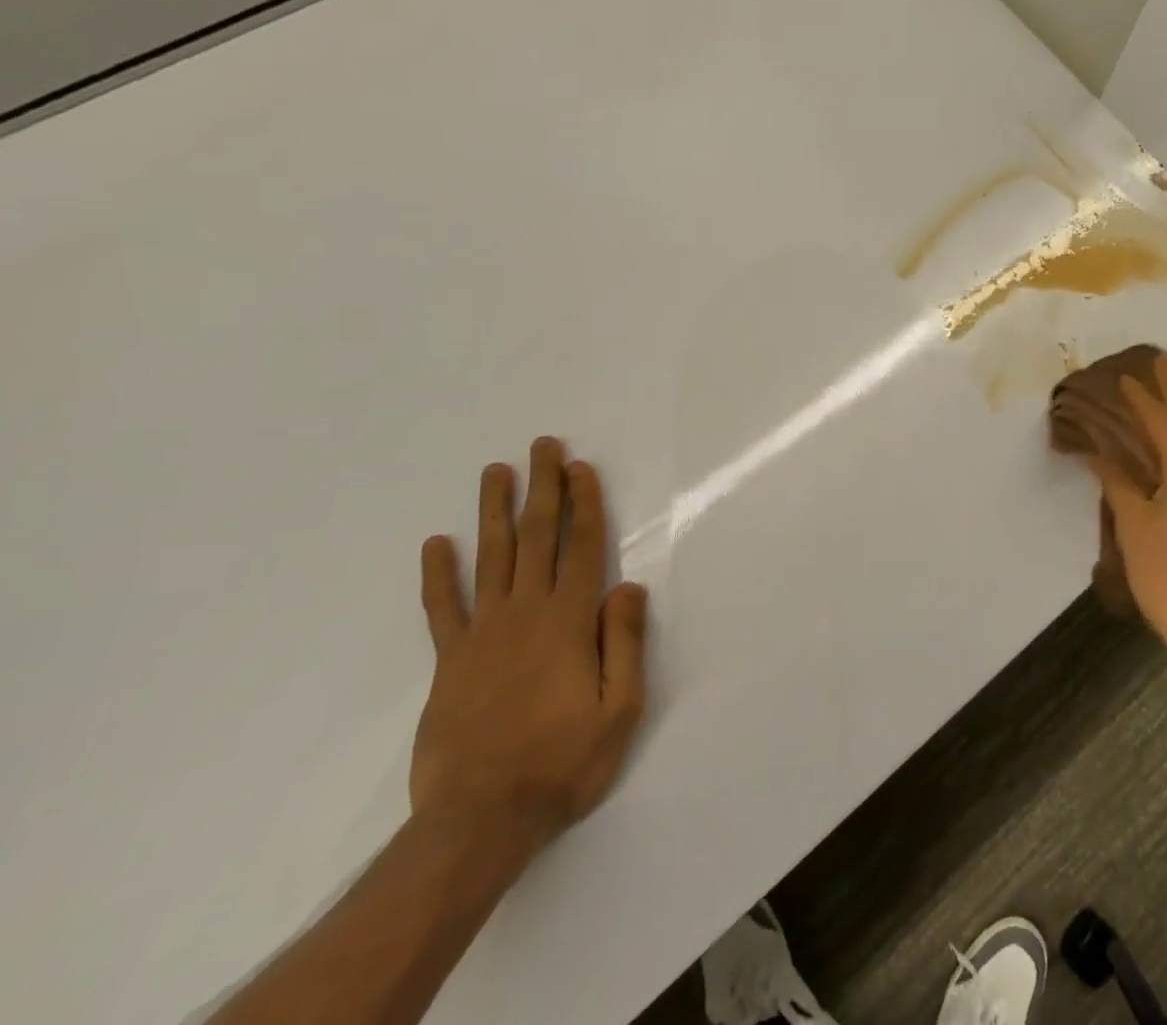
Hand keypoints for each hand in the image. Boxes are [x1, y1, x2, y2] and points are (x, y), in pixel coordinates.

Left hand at [411, 438, 648, 851]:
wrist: (480, 821)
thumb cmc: (563, 762)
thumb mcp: (620, 708)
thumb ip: (624, 642)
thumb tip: (628, 585)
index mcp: (569, 621)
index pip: (581, 546)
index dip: (583, 502)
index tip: (579, 466)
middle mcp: (525, 613)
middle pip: (535, 537)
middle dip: (542, 488)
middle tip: (542, 446)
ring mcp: (482, 634)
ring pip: (489, 558)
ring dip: (494, 511)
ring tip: (496, 471)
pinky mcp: (450, 662)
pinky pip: (442, 608)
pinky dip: (438, 574)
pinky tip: (436, 544)